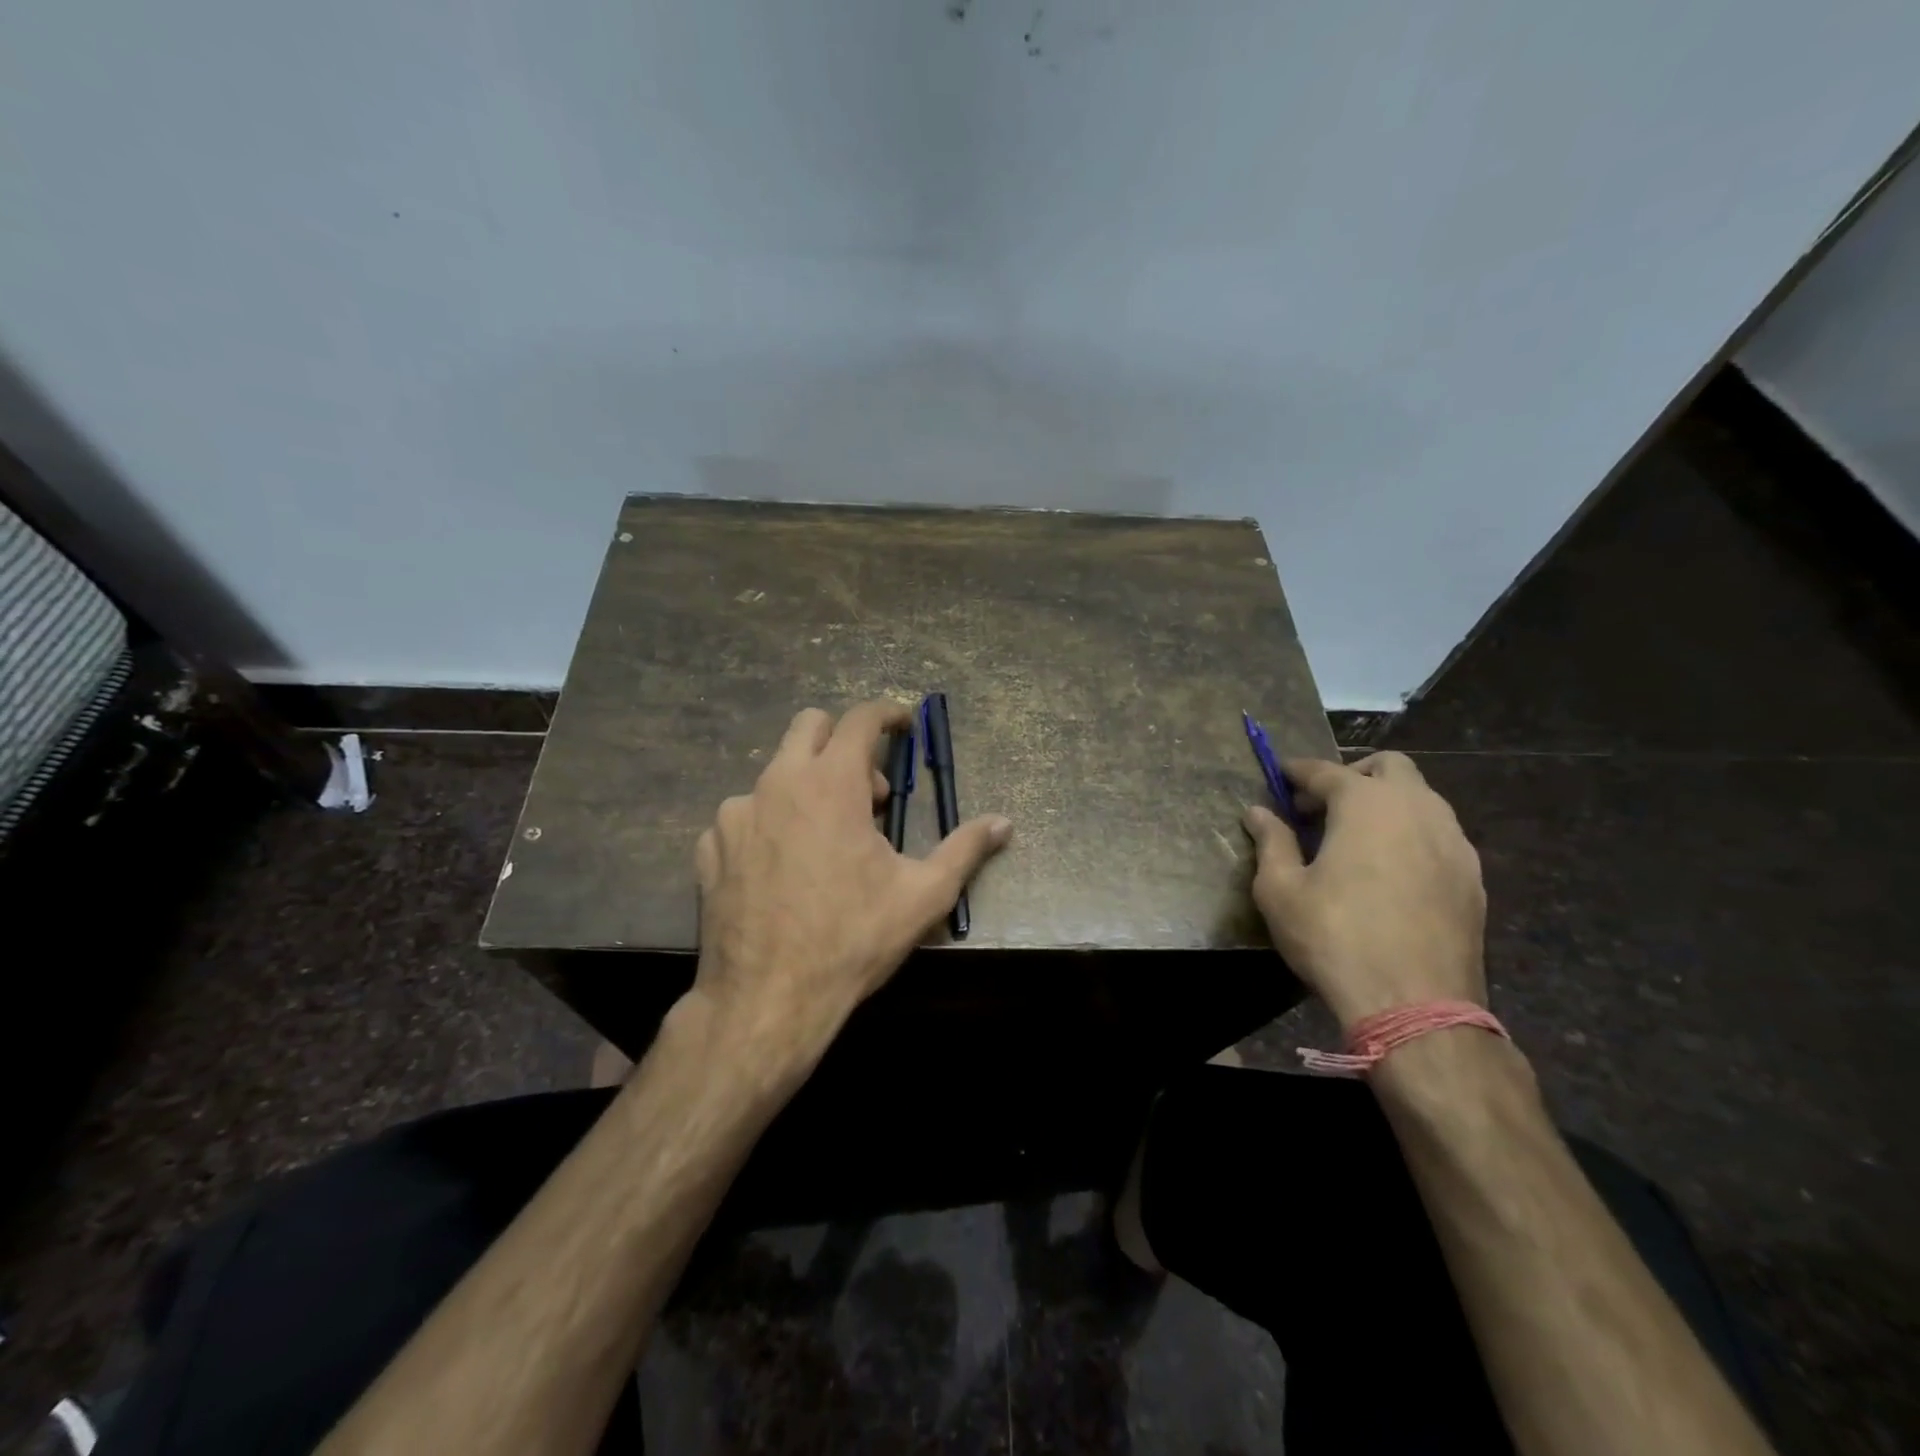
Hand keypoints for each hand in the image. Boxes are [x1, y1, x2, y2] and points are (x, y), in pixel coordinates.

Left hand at [691, 701, 1012, 1069]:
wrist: (767, 1000)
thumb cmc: (852, 940)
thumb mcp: (923, 896)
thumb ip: (965, 850)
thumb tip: (1004, 823)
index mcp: (832, 784)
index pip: (861, 719)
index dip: (888, 714)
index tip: (904, 725)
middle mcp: (778, 783)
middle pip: (810, 726)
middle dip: (844, 742)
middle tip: (868, 793)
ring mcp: (736, 814)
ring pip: (776, 774)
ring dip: (807, 788)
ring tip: (825, 841)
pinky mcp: (710, 847)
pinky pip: (745, 816)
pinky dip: (770, 824)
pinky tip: (782, 868)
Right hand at [1242, 752, 1485, 1031]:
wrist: (1416, 1005)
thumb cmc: (1334, 938)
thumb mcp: (1280, 890)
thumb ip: (1271, 842)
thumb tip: (1258, 813)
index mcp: (1366, 804)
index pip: (1326, 771)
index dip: (1298, 771)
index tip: (1280, 776)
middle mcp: (1416, 809)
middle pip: (1389, 766)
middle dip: (1353, 774)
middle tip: (1322, 806)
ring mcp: (1453, 841)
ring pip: (1422, 798)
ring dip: (1387, 802)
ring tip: (1356, 837)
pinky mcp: (1473, 877)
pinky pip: (1439, 834)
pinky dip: (1411, 833)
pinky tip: (1390, 869)